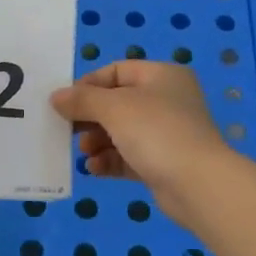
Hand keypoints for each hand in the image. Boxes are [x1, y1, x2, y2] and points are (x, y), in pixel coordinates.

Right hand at [50, 61, 233, 216]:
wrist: (199, 184)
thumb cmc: (156, 132)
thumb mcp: (114, 108)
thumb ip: (82, 100)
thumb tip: (56, 97)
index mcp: (161, 76)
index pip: (117, 71)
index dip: (88, 84)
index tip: (65, 102)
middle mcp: (167, 100)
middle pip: (117, 102)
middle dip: (90, 117)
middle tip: (69, 130)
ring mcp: (167, 133)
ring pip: (122, 132)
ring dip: (98, 141)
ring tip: (84, 152)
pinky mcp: (163, 163)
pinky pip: (129, 156)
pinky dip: (110, 160)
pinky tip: (94, 169)